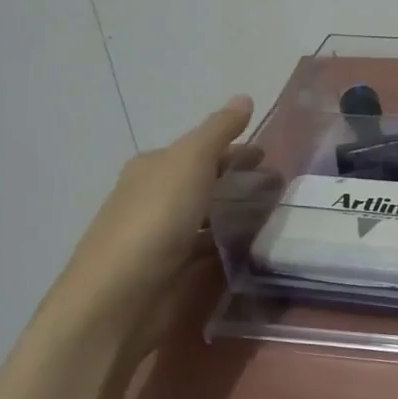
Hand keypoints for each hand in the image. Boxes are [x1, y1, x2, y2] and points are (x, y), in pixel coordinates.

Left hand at [35, 95, 258, 338]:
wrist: (117, 301)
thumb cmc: (154, 221)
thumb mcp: (189, 162)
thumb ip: (218, 131)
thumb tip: (243, 97)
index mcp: (153, 168)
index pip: (200, 150)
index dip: (234, 149)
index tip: (269, 157)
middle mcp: (152, 198)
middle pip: (203, 182)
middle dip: (238, 181)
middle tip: (280, 188)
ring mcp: (159, 238)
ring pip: (207, 217)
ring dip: (237, 213)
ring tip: (276, 217)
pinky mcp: (169, 273)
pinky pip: (206, 249)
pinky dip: (228, 245)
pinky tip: (252, 249)